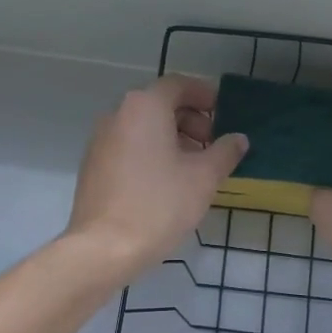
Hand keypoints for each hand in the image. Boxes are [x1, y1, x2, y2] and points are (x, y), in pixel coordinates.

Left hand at [64, 75, 247, 281]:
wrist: (104, 247)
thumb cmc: (159, 204)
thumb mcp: (203, 177)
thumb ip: (225, 152)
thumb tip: (238, 138)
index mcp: (144, 106)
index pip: (178, 85)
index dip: (205, 95)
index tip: (224, 113)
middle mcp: (118, 114)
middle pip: (159, 103)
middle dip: (190, 119)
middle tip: (212, 144)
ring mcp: (100, 139)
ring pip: (143, 126)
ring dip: (172, 137)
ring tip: (193, 166)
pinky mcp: (93, 165)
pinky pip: (128, 145)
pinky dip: (150, 152)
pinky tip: (166, 181)